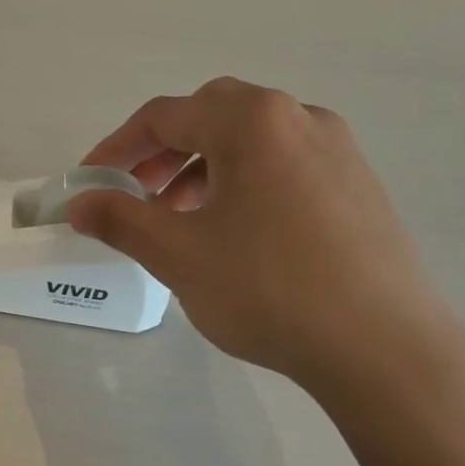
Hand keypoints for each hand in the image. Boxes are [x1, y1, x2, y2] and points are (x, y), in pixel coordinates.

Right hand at [67, 78, 461, 395]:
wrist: (385, 349)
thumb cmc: (268, 288)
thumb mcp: (177, 254)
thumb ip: (119, 219)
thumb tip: (79, 204)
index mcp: (252, 121)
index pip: (164, 116)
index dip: (116, 147)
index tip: (89, 181)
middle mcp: (299, 118)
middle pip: (210, 116)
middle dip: (162, 150)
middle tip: (137, 192)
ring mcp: (338, 151)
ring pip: (250, 141)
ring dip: (202, 166)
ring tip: (181, 218)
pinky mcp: (359, 186)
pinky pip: (284, 165)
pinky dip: (244, 182)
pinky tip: (236, 233)